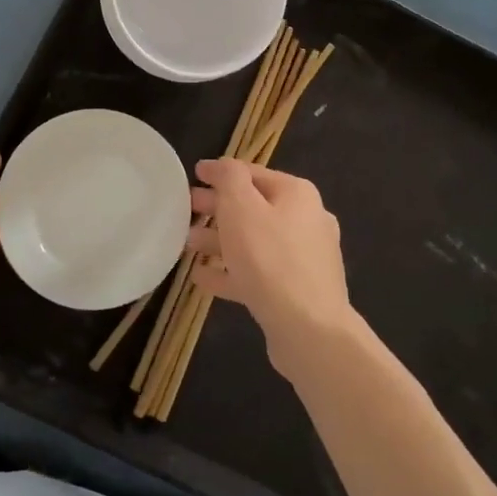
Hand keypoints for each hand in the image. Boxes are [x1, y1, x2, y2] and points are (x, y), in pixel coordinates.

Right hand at [186, 159, 354, 379]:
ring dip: (220, 240)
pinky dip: (231, 271)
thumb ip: (229, 178)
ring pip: (254, 242)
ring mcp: (305, 259)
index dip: (221, 172)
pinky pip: (258, 273)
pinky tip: (202, 278)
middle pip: (254, 207)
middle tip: (187, 210)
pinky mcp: (297, 291)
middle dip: (218, 208)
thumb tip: (223, 166)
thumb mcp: (241, 207)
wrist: (309, 329)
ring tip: (188, 245)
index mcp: (297, 194)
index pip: (252, 173)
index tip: (193, 174)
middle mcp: (307, 220)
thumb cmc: (269, 258)